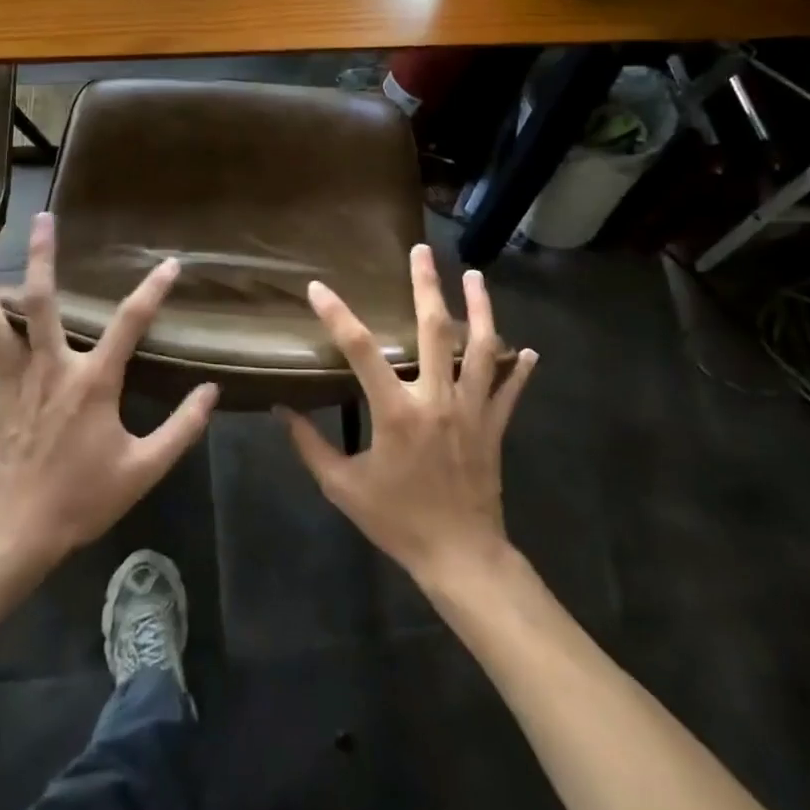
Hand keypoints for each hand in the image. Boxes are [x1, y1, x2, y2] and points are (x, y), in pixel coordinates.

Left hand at [0, 213, 218, 568]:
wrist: (20, 530)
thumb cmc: (85, 496)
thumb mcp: (145, 468)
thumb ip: (182, 428)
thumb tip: (212, 391)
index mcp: (93, 382)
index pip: (129, 323)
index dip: (153, 289)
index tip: (170, 264)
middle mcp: (52, 368)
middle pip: (43, 302)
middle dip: (44, 257)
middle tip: (43, 218)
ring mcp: (19, 380)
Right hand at [279, 245, 536, 587]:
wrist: (460, 558)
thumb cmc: (398, 521)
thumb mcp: (343, 488)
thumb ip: (310, 446)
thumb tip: (281, 410)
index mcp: (396, 412)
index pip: (361, 351)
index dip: (337, 316)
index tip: (318, 288)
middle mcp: (437, 400)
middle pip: (434, 330)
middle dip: (427, 286)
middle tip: (422, 251)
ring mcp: (472, 411)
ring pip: (481, 349)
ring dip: (479, 309)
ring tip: (474, 276)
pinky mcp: (494, 427)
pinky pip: (510, 392)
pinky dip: (519, 370)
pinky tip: (528, 351)